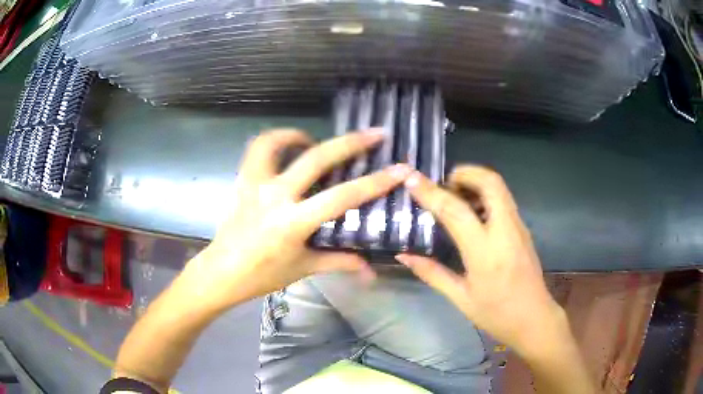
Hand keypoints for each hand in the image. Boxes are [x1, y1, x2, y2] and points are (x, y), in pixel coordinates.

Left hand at [180, 128, 411, 310]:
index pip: (342, 197)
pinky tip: (287, 152)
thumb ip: (339, 261)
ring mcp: (254, 183)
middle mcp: (274, 195)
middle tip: (374, 133)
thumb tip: (370, 268)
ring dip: (299, 135)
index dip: (375, 182)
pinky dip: (274, 142)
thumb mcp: (303, 268)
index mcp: (293, 222)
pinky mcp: (241, 180)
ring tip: (315, 141)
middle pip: (316, 158)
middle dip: (350, 142)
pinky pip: (257, 149)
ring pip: (275, 141)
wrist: (222, 271)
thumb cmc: (262, 274)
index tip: (399, 169)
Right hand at [396, 166, 563, 354]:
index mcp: (485, 252)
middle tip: (443, 182)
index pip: (455, 211)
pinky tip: (472, 212)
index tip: (412, 180)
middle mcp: (505, 231)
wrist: (534, 318)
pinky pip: (504, 200)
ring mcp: (518, 227)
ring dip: (476, 181)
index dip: (431, 192)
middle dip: (465, 172)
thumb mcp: (460, 298)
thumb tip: (404, 256)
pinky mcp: (523, 229)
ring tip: (454, 194)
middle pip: (490, 182)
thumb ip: (432, 273)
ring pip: (499, 187)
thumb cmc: (496, 314)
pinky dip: (486, 194)